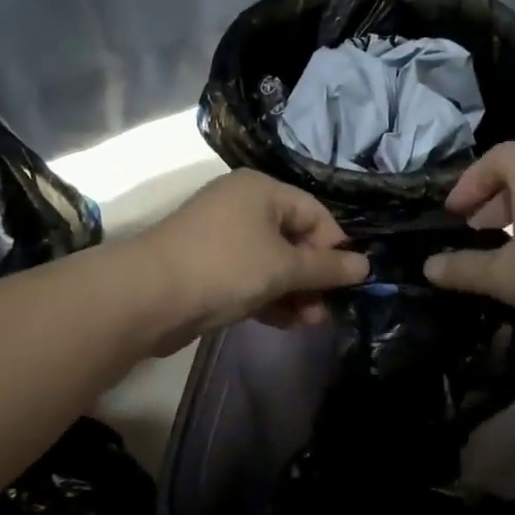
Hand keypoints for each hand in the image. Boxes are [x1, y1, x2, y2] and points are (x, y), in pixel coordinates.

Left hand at [133, 170, 369, 349]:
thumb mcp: (284, 267)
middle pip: (294, 239)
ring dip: (295, 293)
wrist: (149, 296)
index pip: (315, 213)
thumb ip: (327, 268)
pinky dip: (270, 298)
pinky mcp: (208, 268)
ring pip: (272, 263)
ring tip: (311, 323)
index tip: (347, 281)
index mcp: (261, 190)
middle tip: (328, 309)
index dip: (335, 246)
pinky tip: (287, 323)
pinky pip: (251, 278)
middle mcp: (242, 207)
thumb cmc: (226, 267)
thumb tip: (365, 266)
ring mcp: (222, 239)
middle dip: (314, 276)